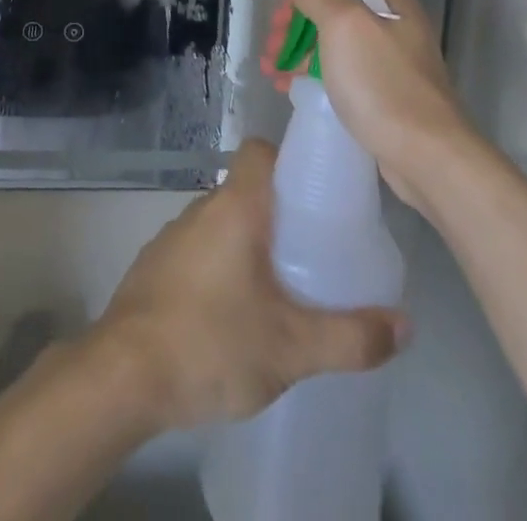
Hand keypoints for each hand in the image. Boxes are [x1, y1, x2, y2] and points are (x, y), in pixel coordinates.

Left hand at [87, 139, 406, 431]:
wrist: (122, 375)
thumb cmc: (210, 342)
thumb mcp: (292, 348)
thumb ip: (351, 337)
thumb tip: (405, 324)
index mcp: (234, 206)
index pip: (259, 151)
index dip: (289, 161)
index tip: (317, 193)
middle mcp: (201, 209)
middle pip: (247, 190)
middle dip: (282, 215)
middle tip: (317, 252)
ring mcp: (173, 237)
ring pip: (224, 224)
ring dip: (252, 245)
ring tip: (285, 288)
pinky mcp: (156, 268)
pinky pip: (202, 251)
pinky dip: (224, 268)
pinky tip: (238, 315)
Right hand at [278, 0, 471, 209]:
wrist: (427, 157)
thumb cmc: (382, 83)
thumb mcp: (344, 25)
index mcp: (390, 1)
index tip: (276, 21)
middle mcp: (395, 26)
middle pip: (332, 15)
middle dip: (295, 29)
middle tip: (270, 50)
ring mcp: (392, 63)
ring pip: (334, 47)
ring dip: (300, 55)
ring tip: (272, 74)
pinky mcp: (387, 97)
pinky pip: (343, 76)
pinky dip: (316, 78)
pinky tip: (294, 89)